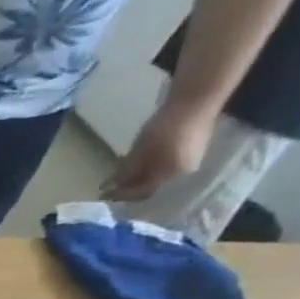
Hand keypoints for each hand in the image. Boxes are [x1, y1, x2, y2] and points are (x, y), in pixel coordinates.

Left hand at [102, 97, 218, 201]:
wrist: (196, 102)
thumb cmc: (166, 127)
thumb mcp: (140, 151)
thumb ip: (127, 171)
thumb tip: (113, 187)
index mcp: (170, 175)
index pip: (142, 192)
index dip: (121, 195)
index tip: (103, 194)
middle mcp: (183, 173)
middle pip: (151, 186)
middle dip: (130, 188)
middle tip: (110, 187)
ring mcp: (190, 162)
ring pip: (159, 176)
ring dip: (139, 178)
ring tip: (120, 177)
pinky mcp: (192, 151)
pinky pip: (167, 167)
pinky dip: (150, 169)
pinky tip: (139, 165)